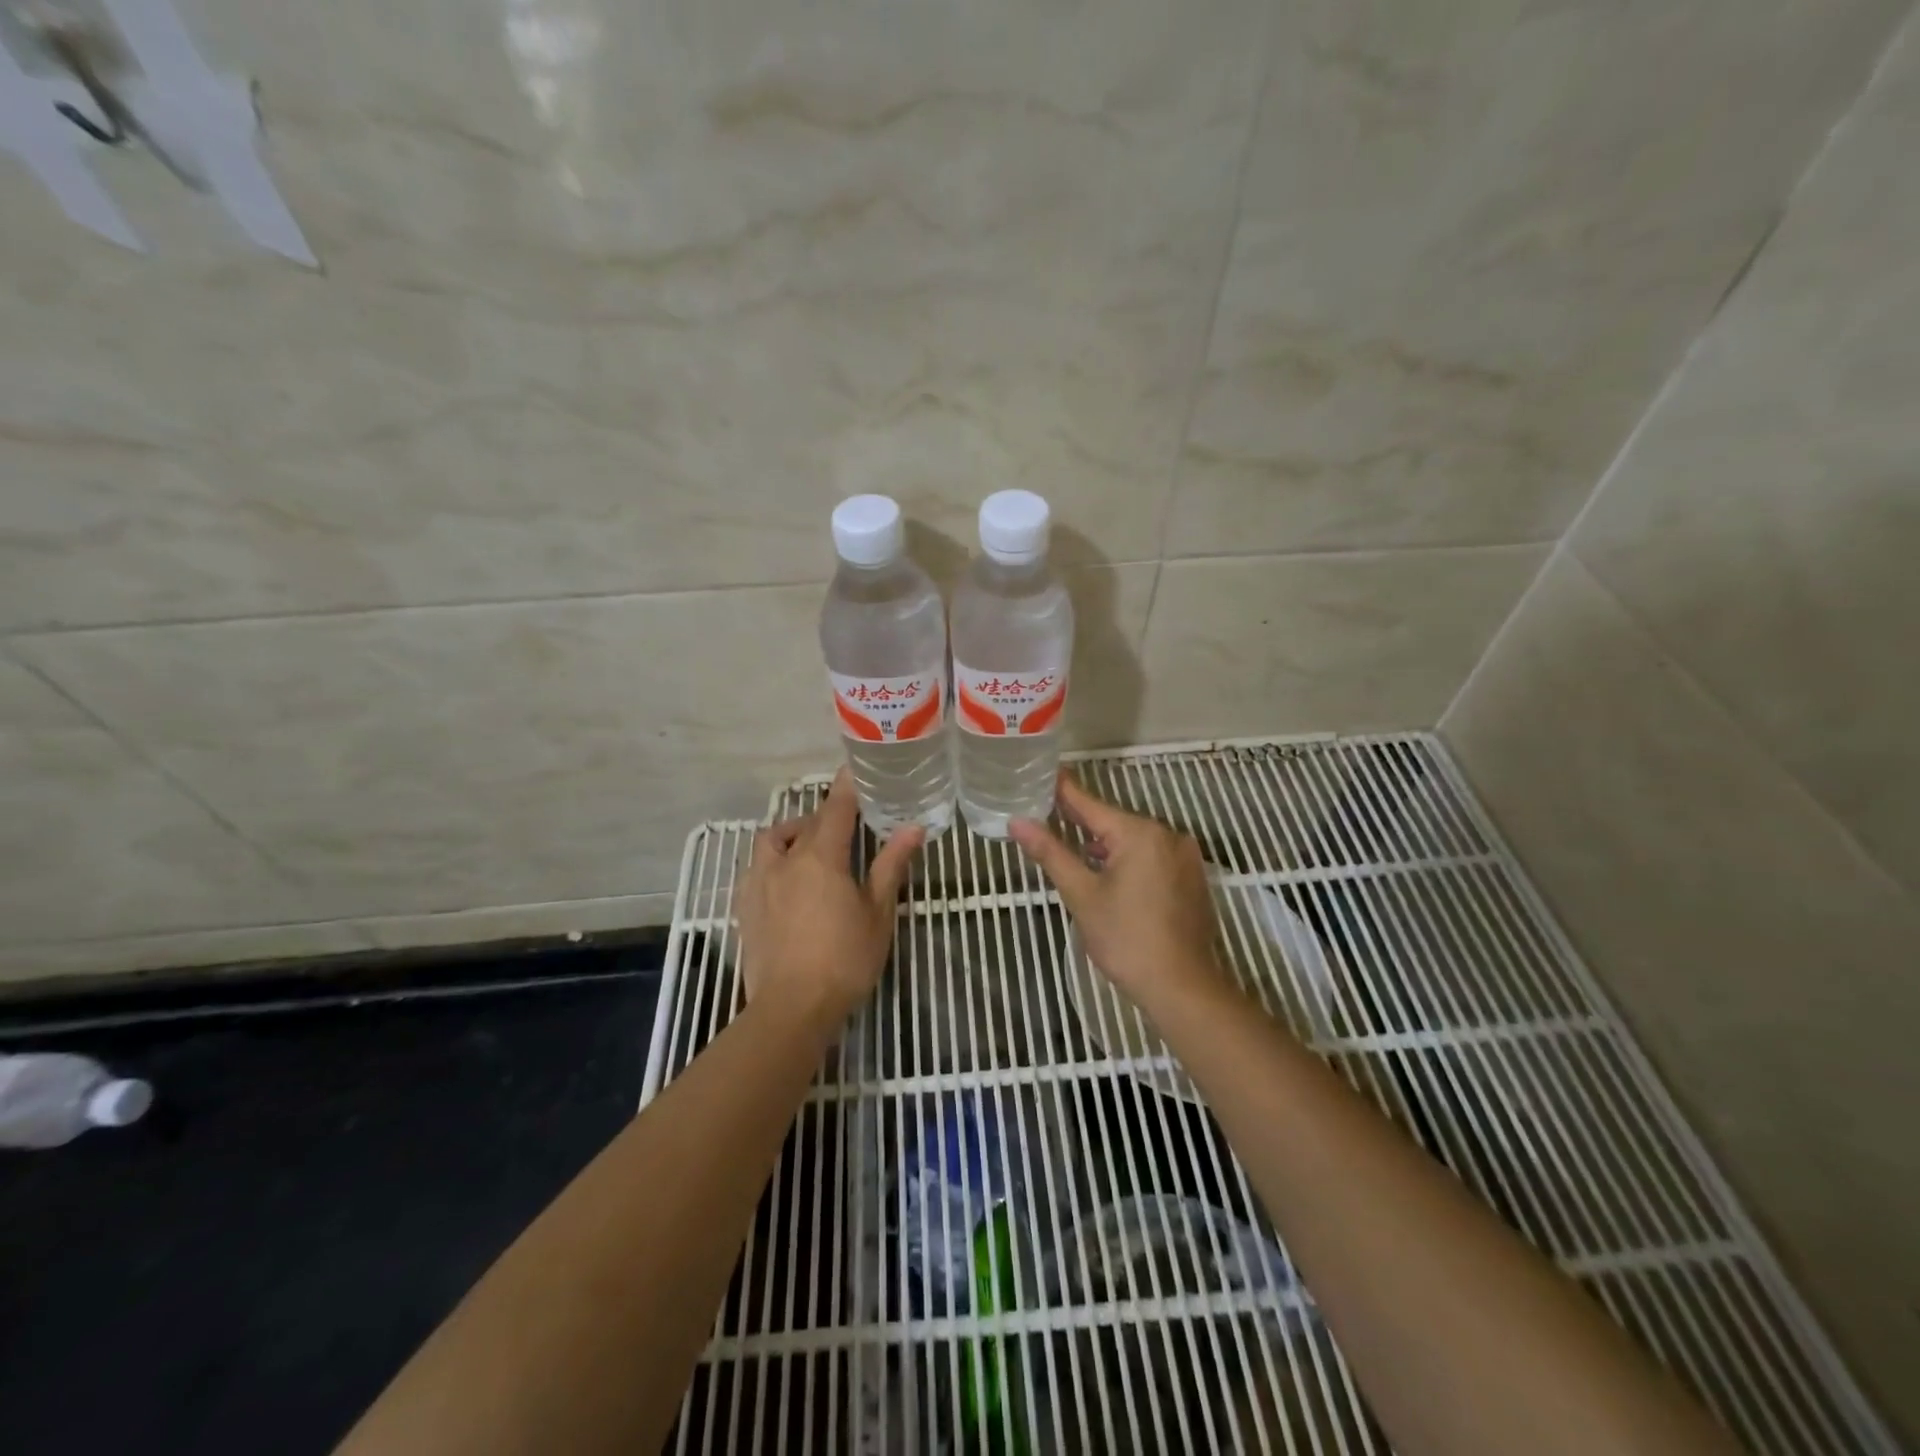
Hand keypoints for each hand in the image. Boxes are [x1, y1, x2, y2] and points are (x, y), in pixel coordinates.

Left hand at [738, 767, 922, 1025]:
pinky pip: (757, 867)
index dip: (848, 785)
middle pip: (803, 822)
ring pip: (772, 841)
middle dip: (824, 816)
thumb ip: (892, 865)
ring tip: (811, 850)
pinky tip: (787, 883)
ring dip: (792, 835)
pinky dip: (775, 861)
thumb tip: (914, 827)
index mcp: (821, 856)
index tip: (857, 768)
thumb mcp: (878, 912)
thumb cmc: (844, 959)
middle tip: (846, 826)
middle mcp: (785, 860)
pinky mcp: (744, 906)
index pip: (836, 807)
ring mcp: (759, 882)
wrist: (791, 1009)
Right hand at [1010, 772, 1225, 1009]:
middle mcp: (1166, 834)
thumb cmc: (1126, 939)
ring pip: (1134, 841)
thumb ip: (1050, 852)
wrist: (1182, 987)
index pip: (1090, 804)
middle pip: (1114, 822)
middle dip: (1082, 823)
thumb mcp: (1081, 894)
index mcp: (1139, 833)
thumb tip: (1018, 823)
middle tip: (1049, 817)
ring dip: (1106, 845)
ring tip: (1074, 851)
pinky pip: (1152, 856)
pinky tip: (1110, 876)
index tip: (1044, 773)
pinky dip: (1129, 860)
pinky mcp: (1192, 877)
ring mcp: (1184, 856)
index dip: (1064, 790)